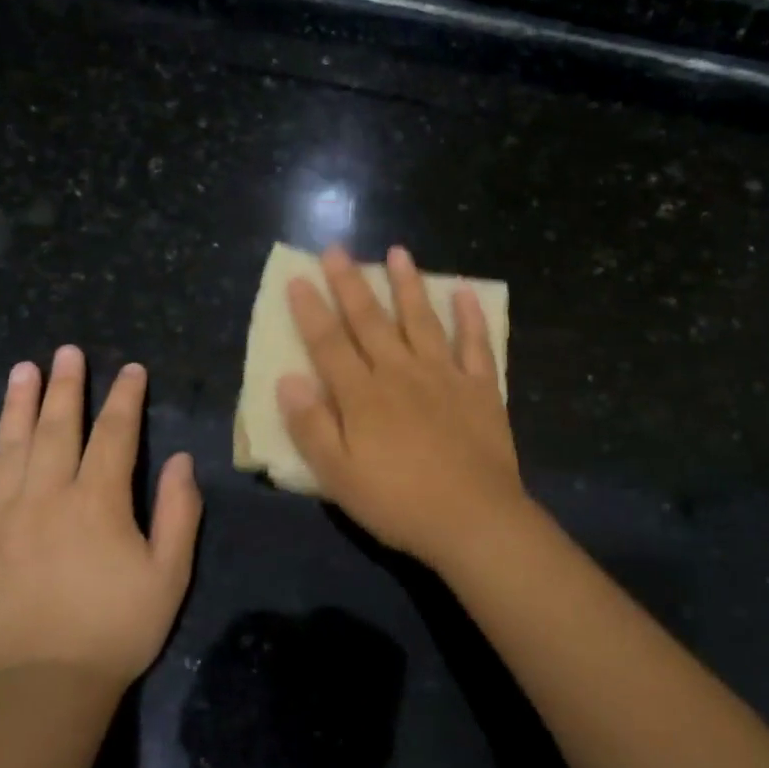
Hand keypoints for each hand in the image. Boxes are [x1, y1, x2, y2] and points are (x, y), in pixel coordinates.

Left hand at [0, 349, 200, 693]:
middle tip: (67, 351)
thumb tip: (183, 461)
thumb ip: (179, 513)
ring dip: (17, 406)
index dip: (125, 398)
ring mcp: (1, 520)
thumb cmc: (117, 630)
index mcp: (98, 502)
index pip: (115, 434)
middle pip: (58, 429)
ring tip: (23, 370)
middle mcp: (47, 497)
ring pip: (8, 449)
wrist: (42, 691)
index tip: (132, 370)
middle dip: (67, 386)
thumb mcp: (169, 574)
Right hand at [277, 244, 529, 569]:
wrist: (473, 518)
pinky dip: (470, 317)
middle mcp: (400, 373)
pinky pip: (475, 344)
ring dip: (408, 285)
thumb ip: (311, 426)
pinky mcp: (480, 388)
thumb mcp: (338, 475)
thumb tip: (287, 379)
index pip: (329, 344)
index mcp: (363, 395)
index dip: (311, 311)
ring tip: (398, 252)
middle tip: (337, 249)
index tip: (298, 278)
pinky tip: (465, 292)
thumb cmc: (398, 503)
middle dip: (350, 283)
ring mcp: (444, 375)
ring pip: (421, 320)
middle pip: (370, 321)